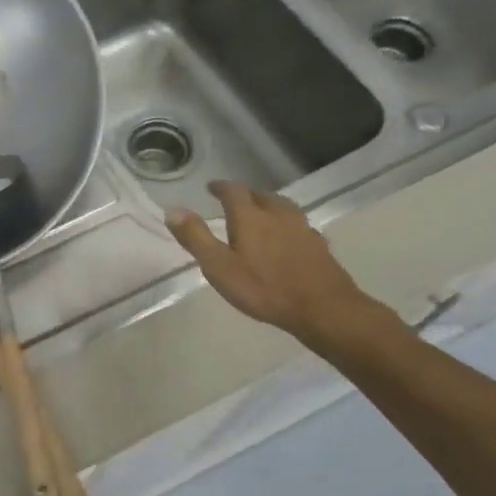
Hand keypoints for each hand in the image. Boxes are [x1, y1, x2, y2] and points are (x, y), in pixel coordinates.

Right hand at [165, 182, 387, 350]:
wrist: (322, 308)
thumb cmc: (263, 288)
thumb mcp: (219, 266)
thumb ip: (195, 237)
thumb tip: (173, 209)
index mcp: (250, 217)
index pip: (234, 191)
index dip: (221, 187)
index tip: (211, 187)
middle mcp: (278, 215)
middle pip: (261, 195)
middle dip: (245, 195)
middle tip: (234, 201)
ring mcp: (302, 228)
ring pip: (283, 206)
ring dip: (268, 204)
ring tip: (260, 212)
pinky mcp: (318, 245)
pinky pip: (298, 224)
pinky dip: (287, 224)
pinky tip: (287, 236)